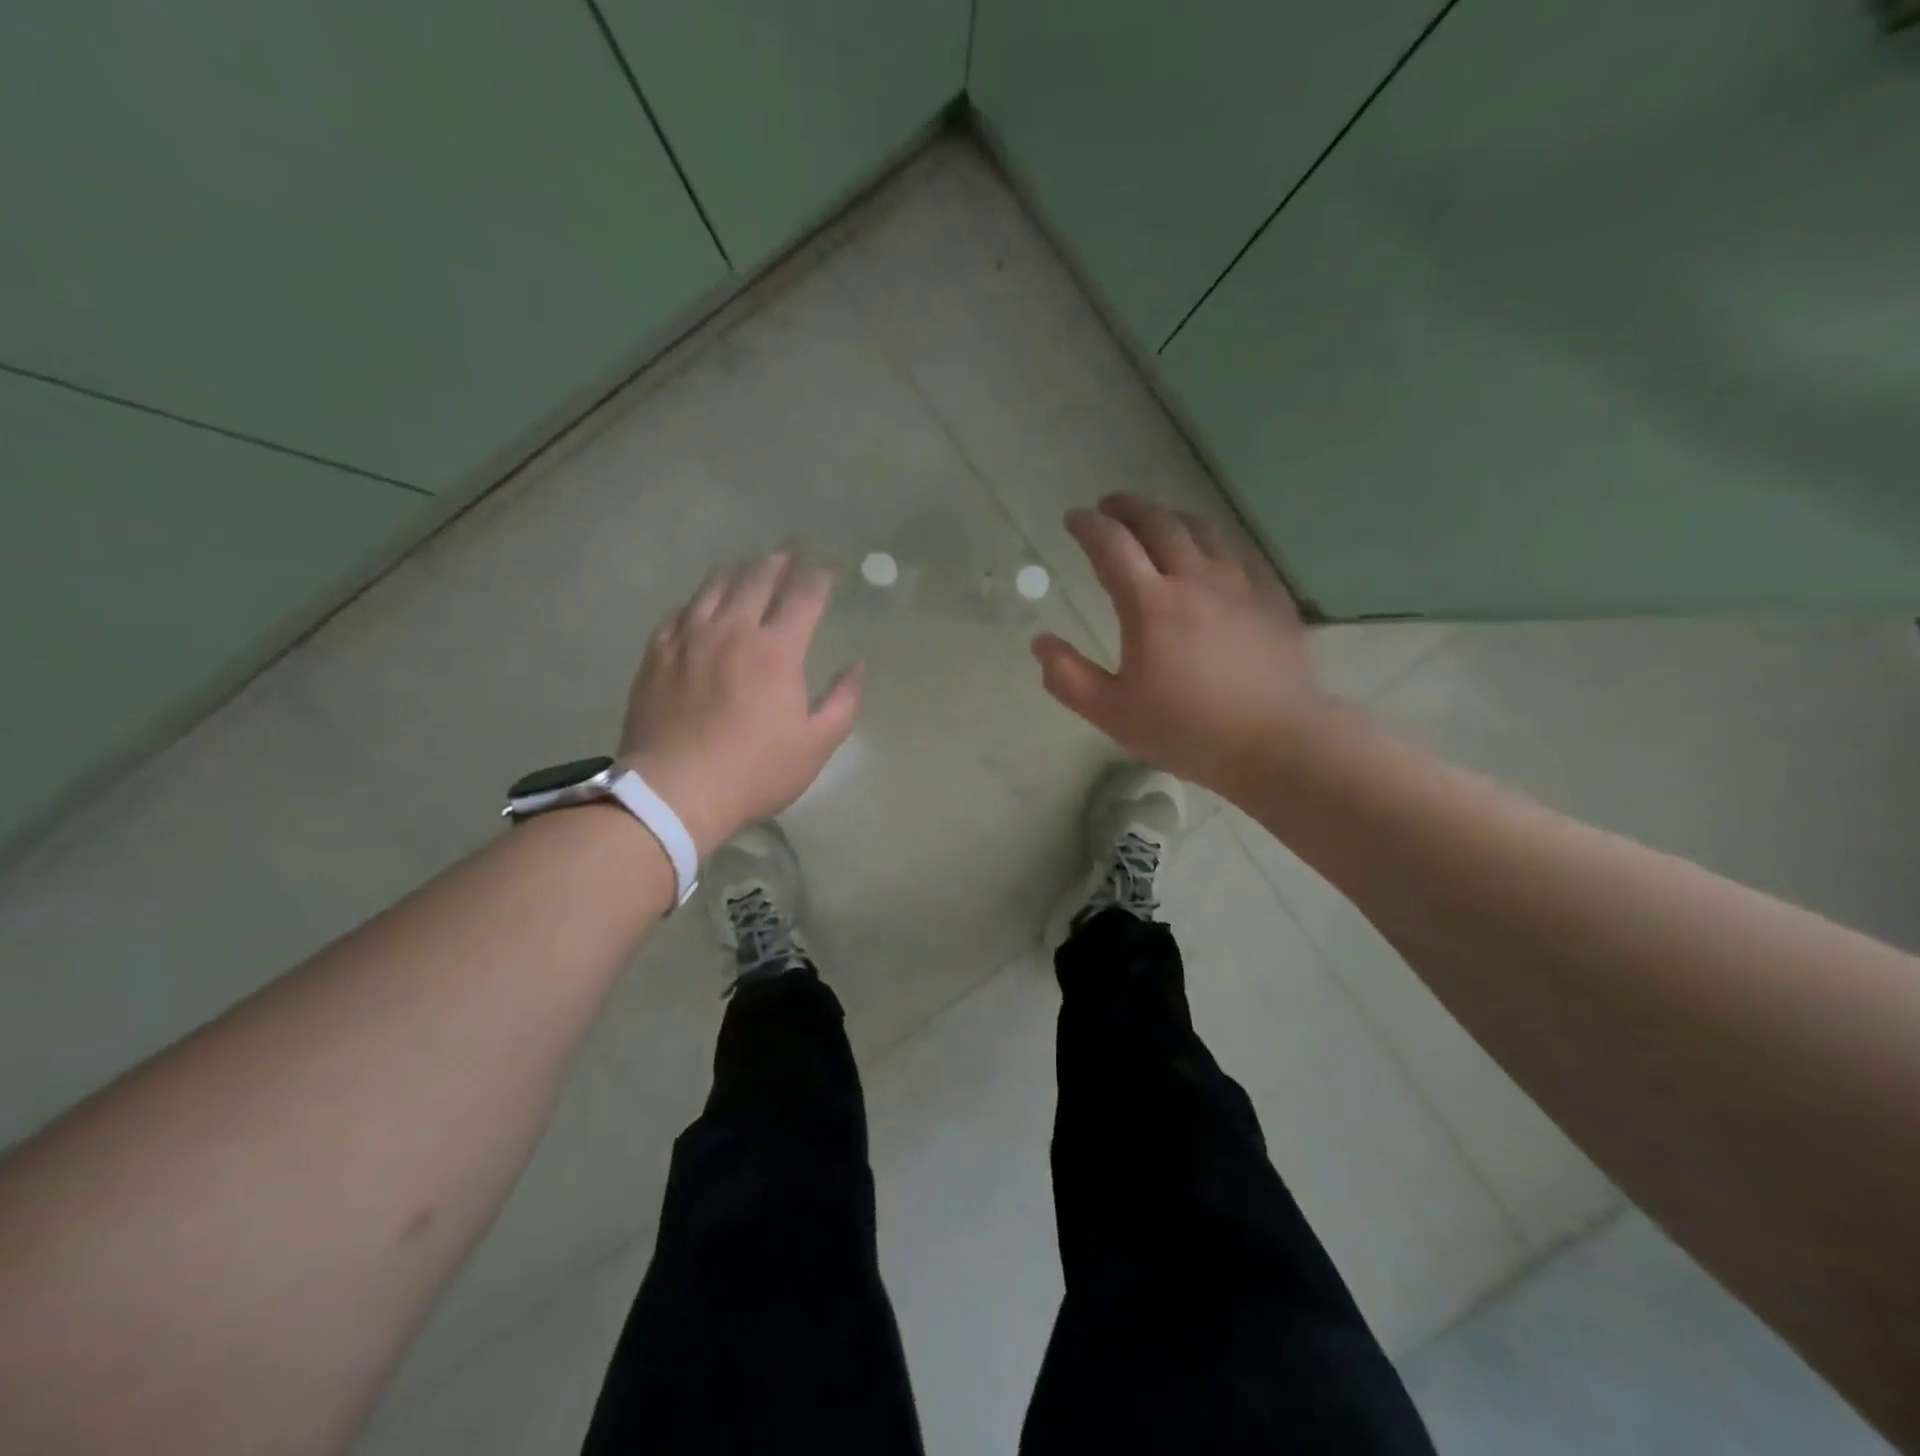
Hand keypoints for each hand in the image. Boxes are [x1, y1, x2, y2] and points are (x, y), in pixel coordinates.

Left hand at [617, 551, 861, 855]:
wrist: (675, 790)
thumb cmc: (755, 770)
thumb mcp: (816, 744)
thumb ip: (843, 701)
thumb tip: (857, 667)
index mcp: (776, 650)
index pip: (804, 596)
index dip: (820, 576)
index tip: (830, 567)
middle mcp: (732, 630)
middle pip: (757, 578)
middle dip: (780, 559)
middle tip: (791, 548)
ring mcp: (689, 637)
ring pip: (715, 586)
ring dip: (739, 570)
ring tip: (750, 564)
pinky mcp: (658, 653)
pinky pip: (681, 611)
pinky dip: (700, 599)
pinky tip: (703, 603)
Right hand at [1032, 495, 1336, 791]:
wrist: (1275, 743)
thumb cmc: (1186, 730)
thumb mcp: (1112, 714)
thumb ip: (1068, 677)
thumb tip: (1041, 643)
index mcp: (1150, 604)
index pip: (1111, 545)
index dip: (1088, 526)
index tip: (1073, 520)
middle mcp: (1195, 578)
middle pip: (1158, 523)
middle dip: (1128, 508)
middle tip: (1109, 507)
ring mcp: (1239, 583)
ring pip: (1201, 529)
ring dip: (1170, 517)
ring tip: (1156, 522)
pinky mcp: (1271, 596)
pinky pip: (1238, 550)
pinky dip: (1212, 540)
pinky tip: (1211, 552)